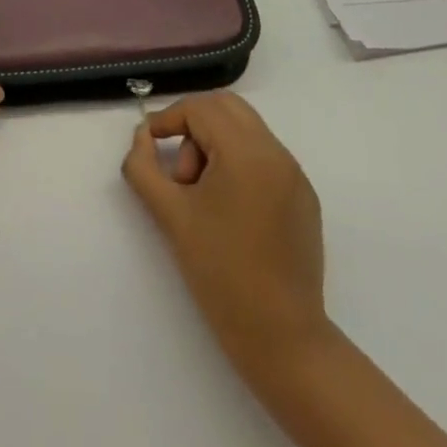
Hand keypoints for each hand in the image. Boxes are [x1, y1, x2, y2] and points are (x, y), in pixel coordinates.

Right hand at [122, 92, 331, 385]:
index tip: (149, 145)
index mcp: (247, 153)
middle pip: (227, 108)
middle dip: (194, 125)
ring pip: (246, 130)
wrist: (282, 339)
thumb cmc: (221, 274)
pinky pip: (264, 157)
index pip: (201, 109)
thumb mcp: (170, 215)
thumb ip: (143, 167)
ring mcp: (295, 175)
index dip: (168, 119)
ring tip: (201, 197)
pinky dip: (238, 164)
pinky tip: (228, 211)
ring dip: (215, 145)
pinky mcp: (304, 198)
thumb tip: (142, 138)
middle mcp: (277, 153)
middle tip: (178, 170)